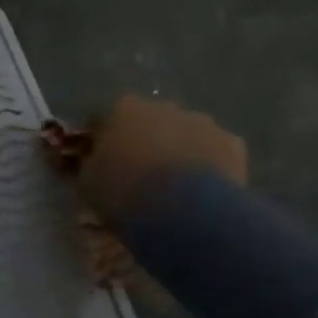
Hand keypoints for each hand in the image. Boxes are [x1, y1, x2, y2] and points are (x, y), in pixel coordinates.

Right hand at [63, 95, 247, 224]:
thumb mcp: (86, 183)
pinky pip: (212, 153)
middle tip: (138, 178)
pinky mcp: (231, 143)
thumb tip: (88, 159)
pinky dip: (206, 166)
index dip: (100, 143)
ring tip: (172, 189)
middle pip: (148, 123)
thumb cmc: (123, 192)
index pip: (103, 120)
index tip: (99, 165)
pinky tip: (199, 193)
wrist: (182, 211)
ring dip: (176, 153)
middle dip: (143, 143)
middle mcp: (163, 106)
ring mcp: (201, 122)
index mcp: (123, 109)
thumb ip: (85, 164)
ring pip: (183, 135)